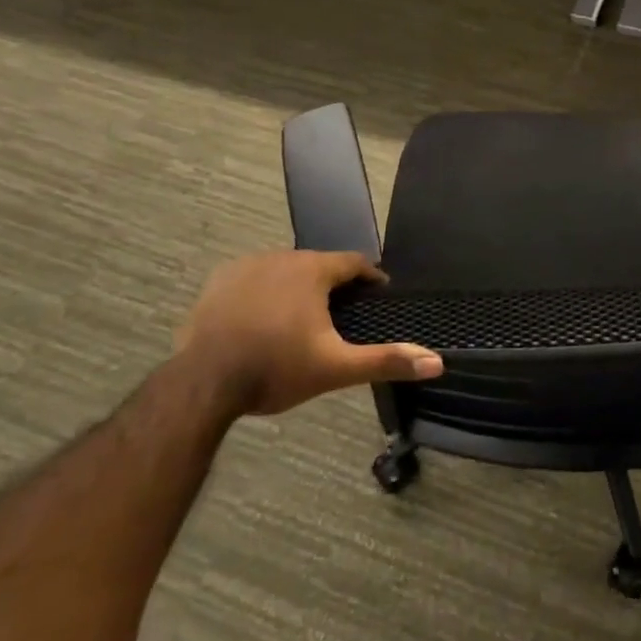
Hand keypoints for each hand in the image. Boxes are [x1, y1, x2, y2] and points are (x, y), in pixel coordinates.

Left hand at [177, 250, 442, 415]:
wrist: (203, 384)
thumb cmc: (276, 369)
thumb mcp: (336, 368)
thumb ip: (386, 360)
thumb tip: (436, 362)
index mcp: (313, 271)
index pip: (353, 262)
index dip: (370, 277)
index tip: (378, 293)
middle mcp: (282, 257)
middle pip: (318, 264)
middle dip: (333, 284)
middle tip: (341, 313)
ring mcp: (246, 266)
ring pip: (285, 270)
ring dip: (298, 286)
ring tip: (303, 317)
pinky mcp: (218, 281)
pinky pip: (253, 278)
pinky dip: (264, 292)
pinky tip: (262, 317)